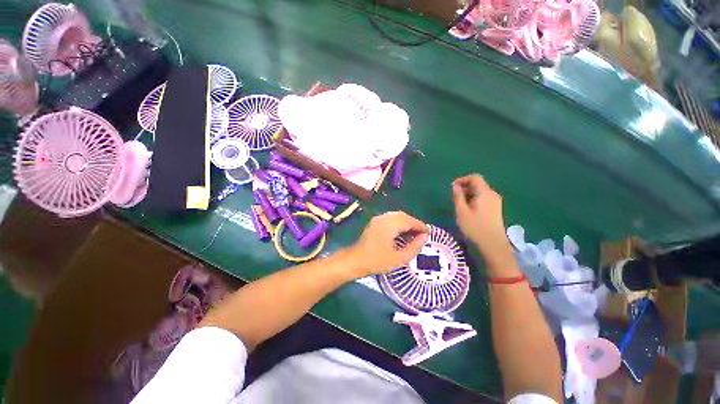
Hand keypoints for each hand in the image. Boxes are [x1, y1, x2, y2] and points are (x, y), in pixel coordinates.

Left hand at [347, 211, 428, 276]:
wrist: (356, 260)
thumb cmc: (377, 261)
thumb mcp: (398, 258)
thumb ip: (414, 247)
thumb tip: (424, 237)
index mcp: (389, 225)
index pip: (409, 221)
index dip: (420, 226)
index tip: (428, 233)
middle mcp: (384, 218)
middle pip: (403, 216)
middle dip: (414, 223)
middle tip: (421, 234)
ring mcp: (378, 218)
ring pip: (397, 216)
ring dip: (406, 222)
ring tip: (413, 234)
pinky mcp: (375, 221)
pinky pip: (391, 218)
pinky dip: (399, 223)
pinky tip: (402, 232)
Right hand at [452, 175, 513, 268]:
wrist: (493, 246)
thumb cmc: (475, 227)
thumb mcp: (461, 211)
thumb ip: (457, 196)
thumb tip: (455, 185)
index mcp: (485, 193)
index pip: (474, 177)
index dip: (462, 179)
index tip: (452, 187)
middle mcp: (492, 195)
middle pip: (478, 184)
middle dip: (464, 188)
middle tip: (454, 198)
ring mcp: (495, 202)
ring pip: (480, 192)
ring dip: (468, 195)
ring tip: (459, 205)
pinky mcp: (495, 210)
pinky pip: (483, 199)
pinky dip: (474, 200)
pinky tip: (468, 210)